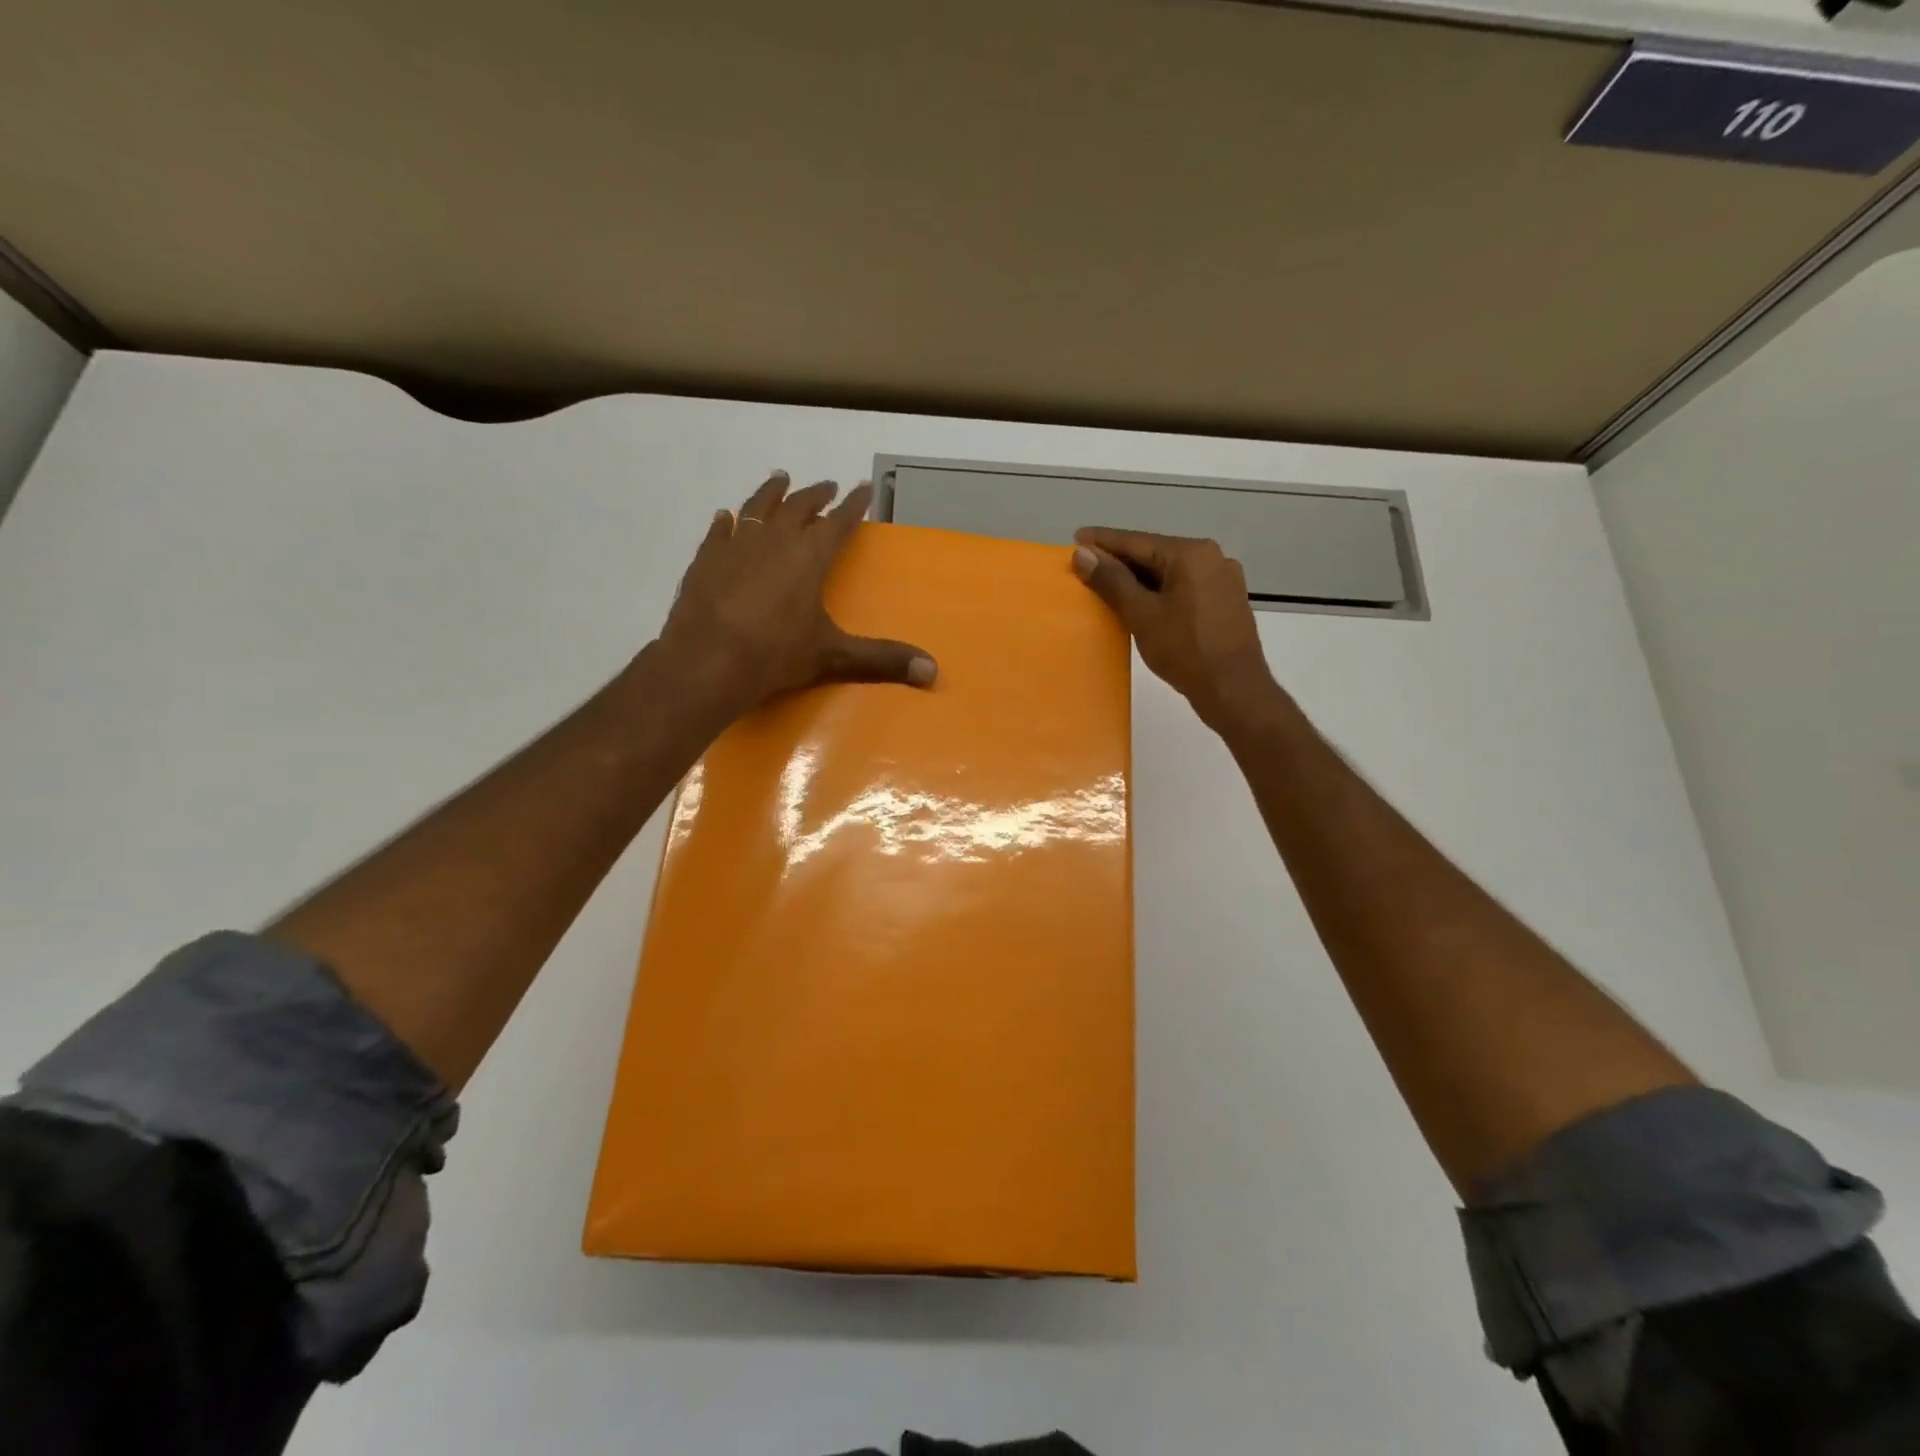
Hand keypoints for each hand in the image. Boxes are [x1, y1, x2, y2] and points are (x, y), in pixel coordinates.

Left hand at [655, 471, 936, 717]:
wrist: (707, 660)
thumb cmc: (775, 653)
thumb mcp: (833, 656)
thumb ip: (881, 659)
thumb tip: (933, 671)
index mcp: (810, 556)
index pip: (839, 522)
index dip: (854, 505)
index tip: (864, 487)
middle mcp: (775, 540)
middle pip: (799, 506)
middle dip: (816, 495)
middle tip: (827, 485)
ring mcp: (736, 545)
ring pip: (758, 507)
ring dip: (772, 492)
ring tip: (780, 479)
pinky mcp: (706, 559)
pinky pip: (719, 531)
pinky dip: (728, 522)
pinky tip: (726, 517)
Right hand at [1071, 527, 1278, 728]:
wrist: (1234, 690)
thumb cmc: (1185, 650)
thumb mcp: (1141, 614)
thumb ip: (1111, 581)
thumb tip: (1083, 554)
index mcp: (1191, 553)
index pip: (1137, 541)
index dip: (1103, 541)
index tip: (1076, 537)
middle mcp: (1212, 557)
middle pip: (1155, 554)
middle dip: (1120, 561)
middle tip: (1087, 565)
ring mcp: (1223, 579)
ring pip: (1170, 572)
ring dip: (1139, 578)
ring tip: (1108, 585)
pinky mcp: (1226, 601)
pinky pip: (1185, 587)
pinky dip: (1160, 591)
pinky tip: (1142, 603)